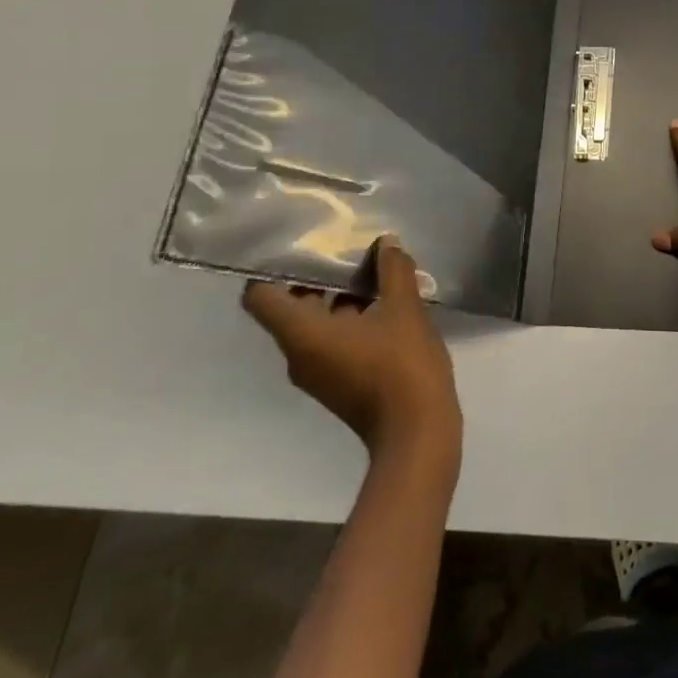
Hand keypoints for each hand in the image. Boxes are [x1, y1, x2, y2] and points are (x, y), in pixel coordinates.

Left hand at [243, 236, 460, 464]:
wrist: (418, 435)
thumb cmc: (402, 367)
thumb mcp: (405, 310)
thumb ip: (393, 271)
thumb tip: (386, 243)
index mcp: (303, 335)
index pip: (260, 296)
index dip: (270, 266)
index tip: (297, 242)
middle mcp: (299, 354)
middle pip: (290, 305)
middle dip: (316, 275)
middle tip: (344, 246)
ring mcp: (319, 372)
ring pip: (315, 323)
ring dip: (338, 295)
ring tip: (372, 270)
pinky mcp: (339, 382)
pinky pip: (332, 340)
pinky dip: (350, 318)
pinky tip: (386, 302)